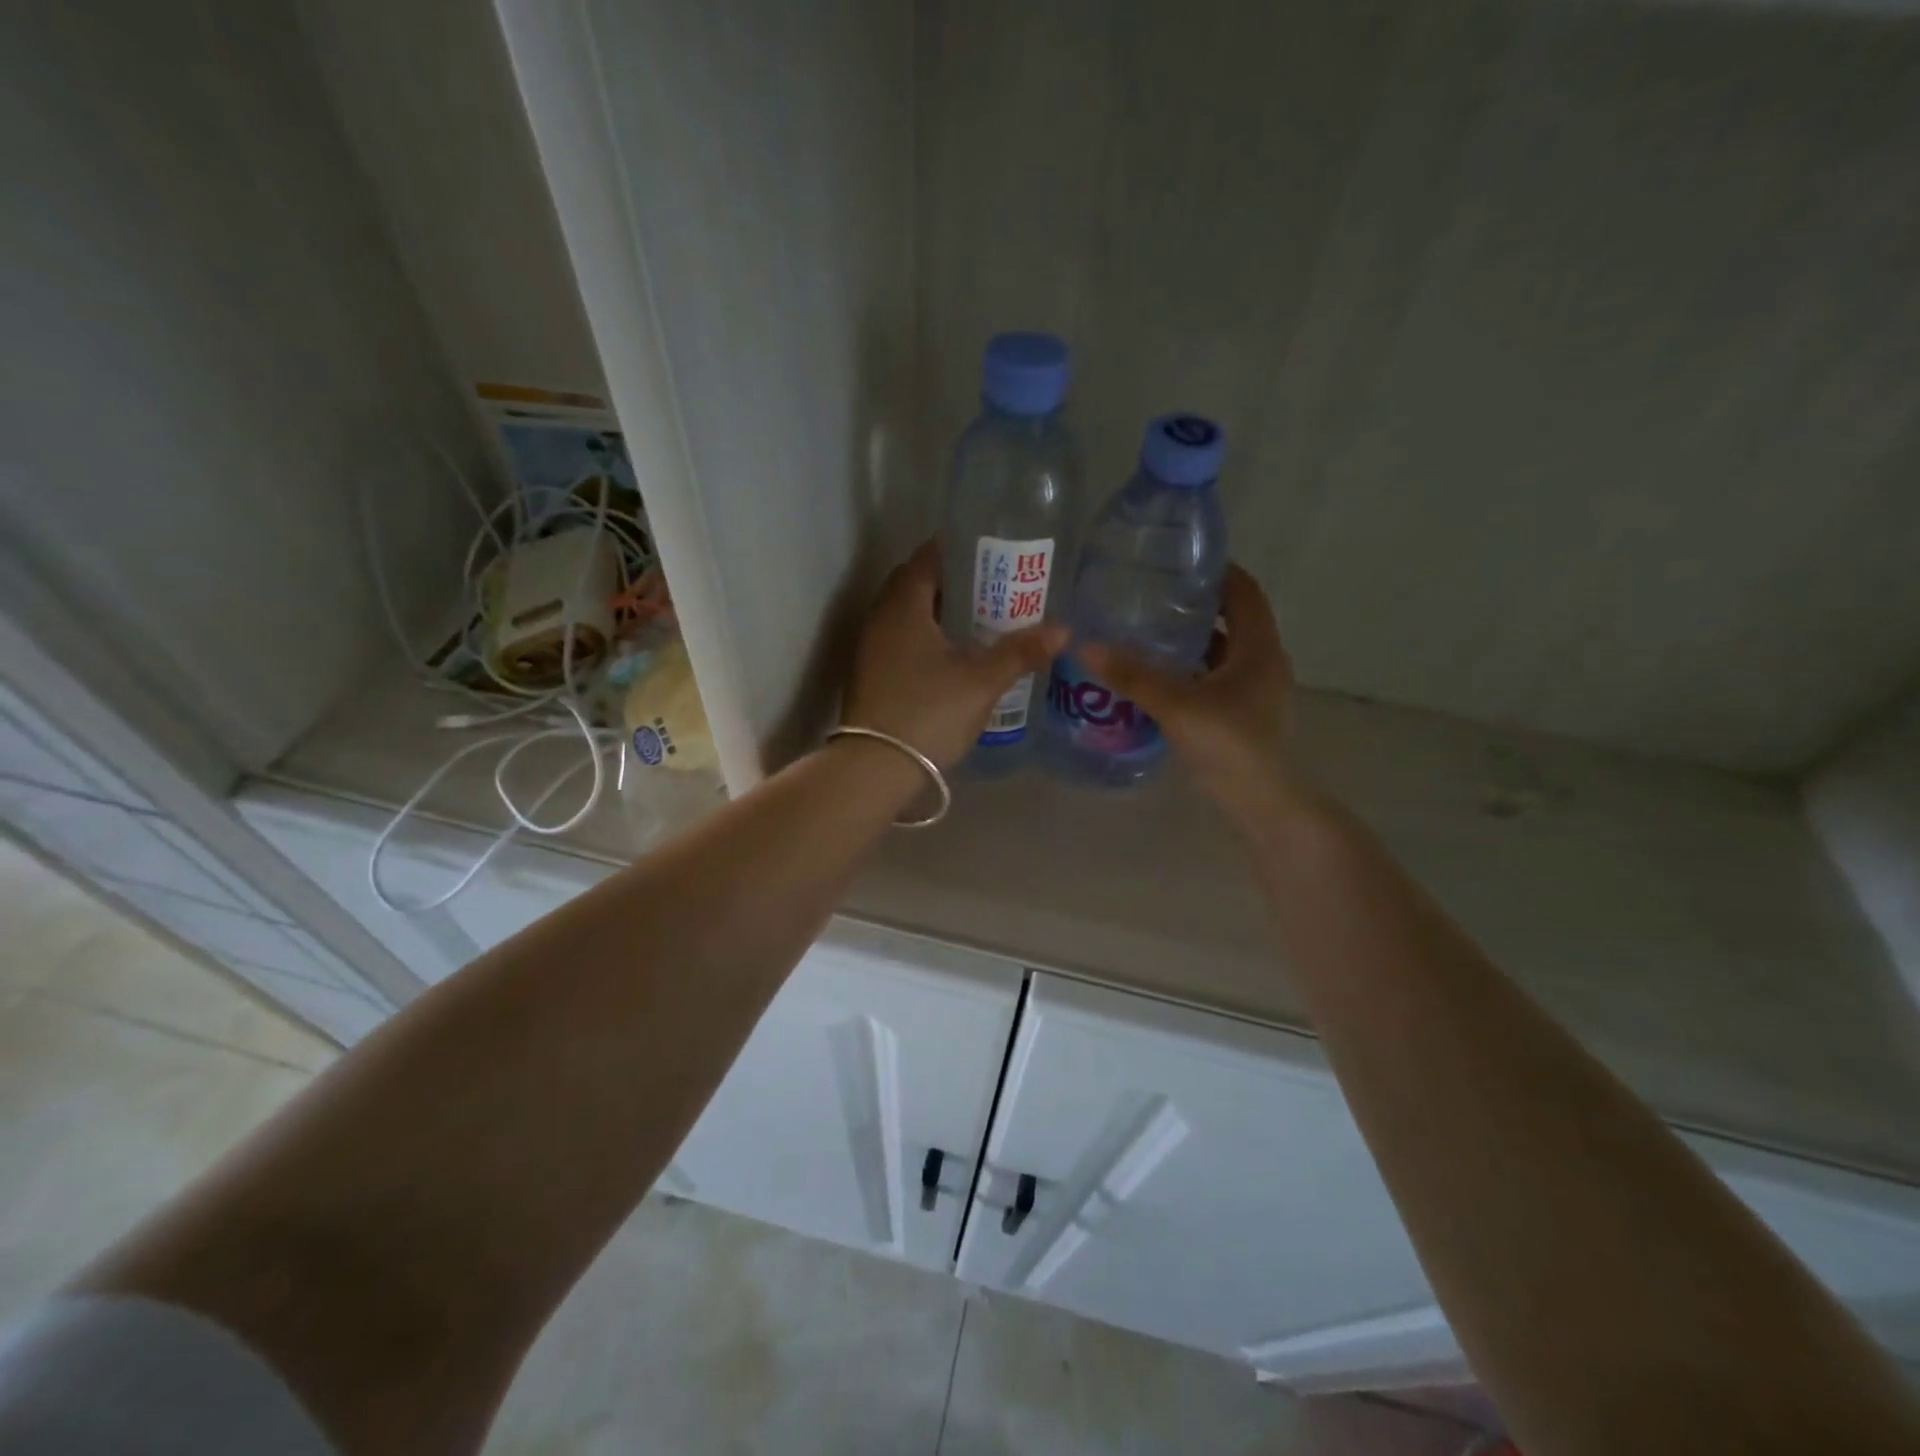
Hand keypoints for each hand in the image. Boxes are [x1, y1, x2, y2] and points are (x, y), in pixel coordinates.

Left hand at [843, 540, 1068, 770]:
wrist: (875, 767)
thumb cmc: (929, 713)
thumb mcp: (982, 682)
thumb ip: (1020, 652)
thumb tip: (1062, 630)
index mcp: (903, 606)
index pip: (926, 558)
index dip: (956, 549)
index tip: (988, 551)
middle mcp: (880, 619)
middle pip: (913, 585)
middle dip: (950, 581)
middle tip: (989, 588)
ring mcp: (870, 649)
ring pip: (905, 615)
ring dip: (936, 612)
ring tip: (977, 621)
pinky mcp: (870, 676)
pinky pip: (899, 640)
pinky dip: (924, 637)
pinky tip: (951, 657)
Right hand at [1079, 565, 1312, 827]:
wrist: (1259, 801)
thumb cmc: (1228, 744)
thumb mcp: (1176, 705)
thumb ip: (1132, 676)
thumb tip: (1085, 645)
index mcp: (1259, 648)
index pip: (1244, 592)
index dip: (1218, 571)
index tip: (1180, 560)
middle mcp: (1262, 662)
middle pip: (1233, 619)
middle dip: (1196, 605)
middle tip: (1153, 595)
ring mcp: (1254, 690)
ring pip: (1222, 651)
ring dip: (1192, 640)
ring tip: (1148, 631)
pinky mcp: (1241, 713)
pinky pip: (1215, 678)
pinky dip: (1191, 670)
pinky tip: (1158, 675)